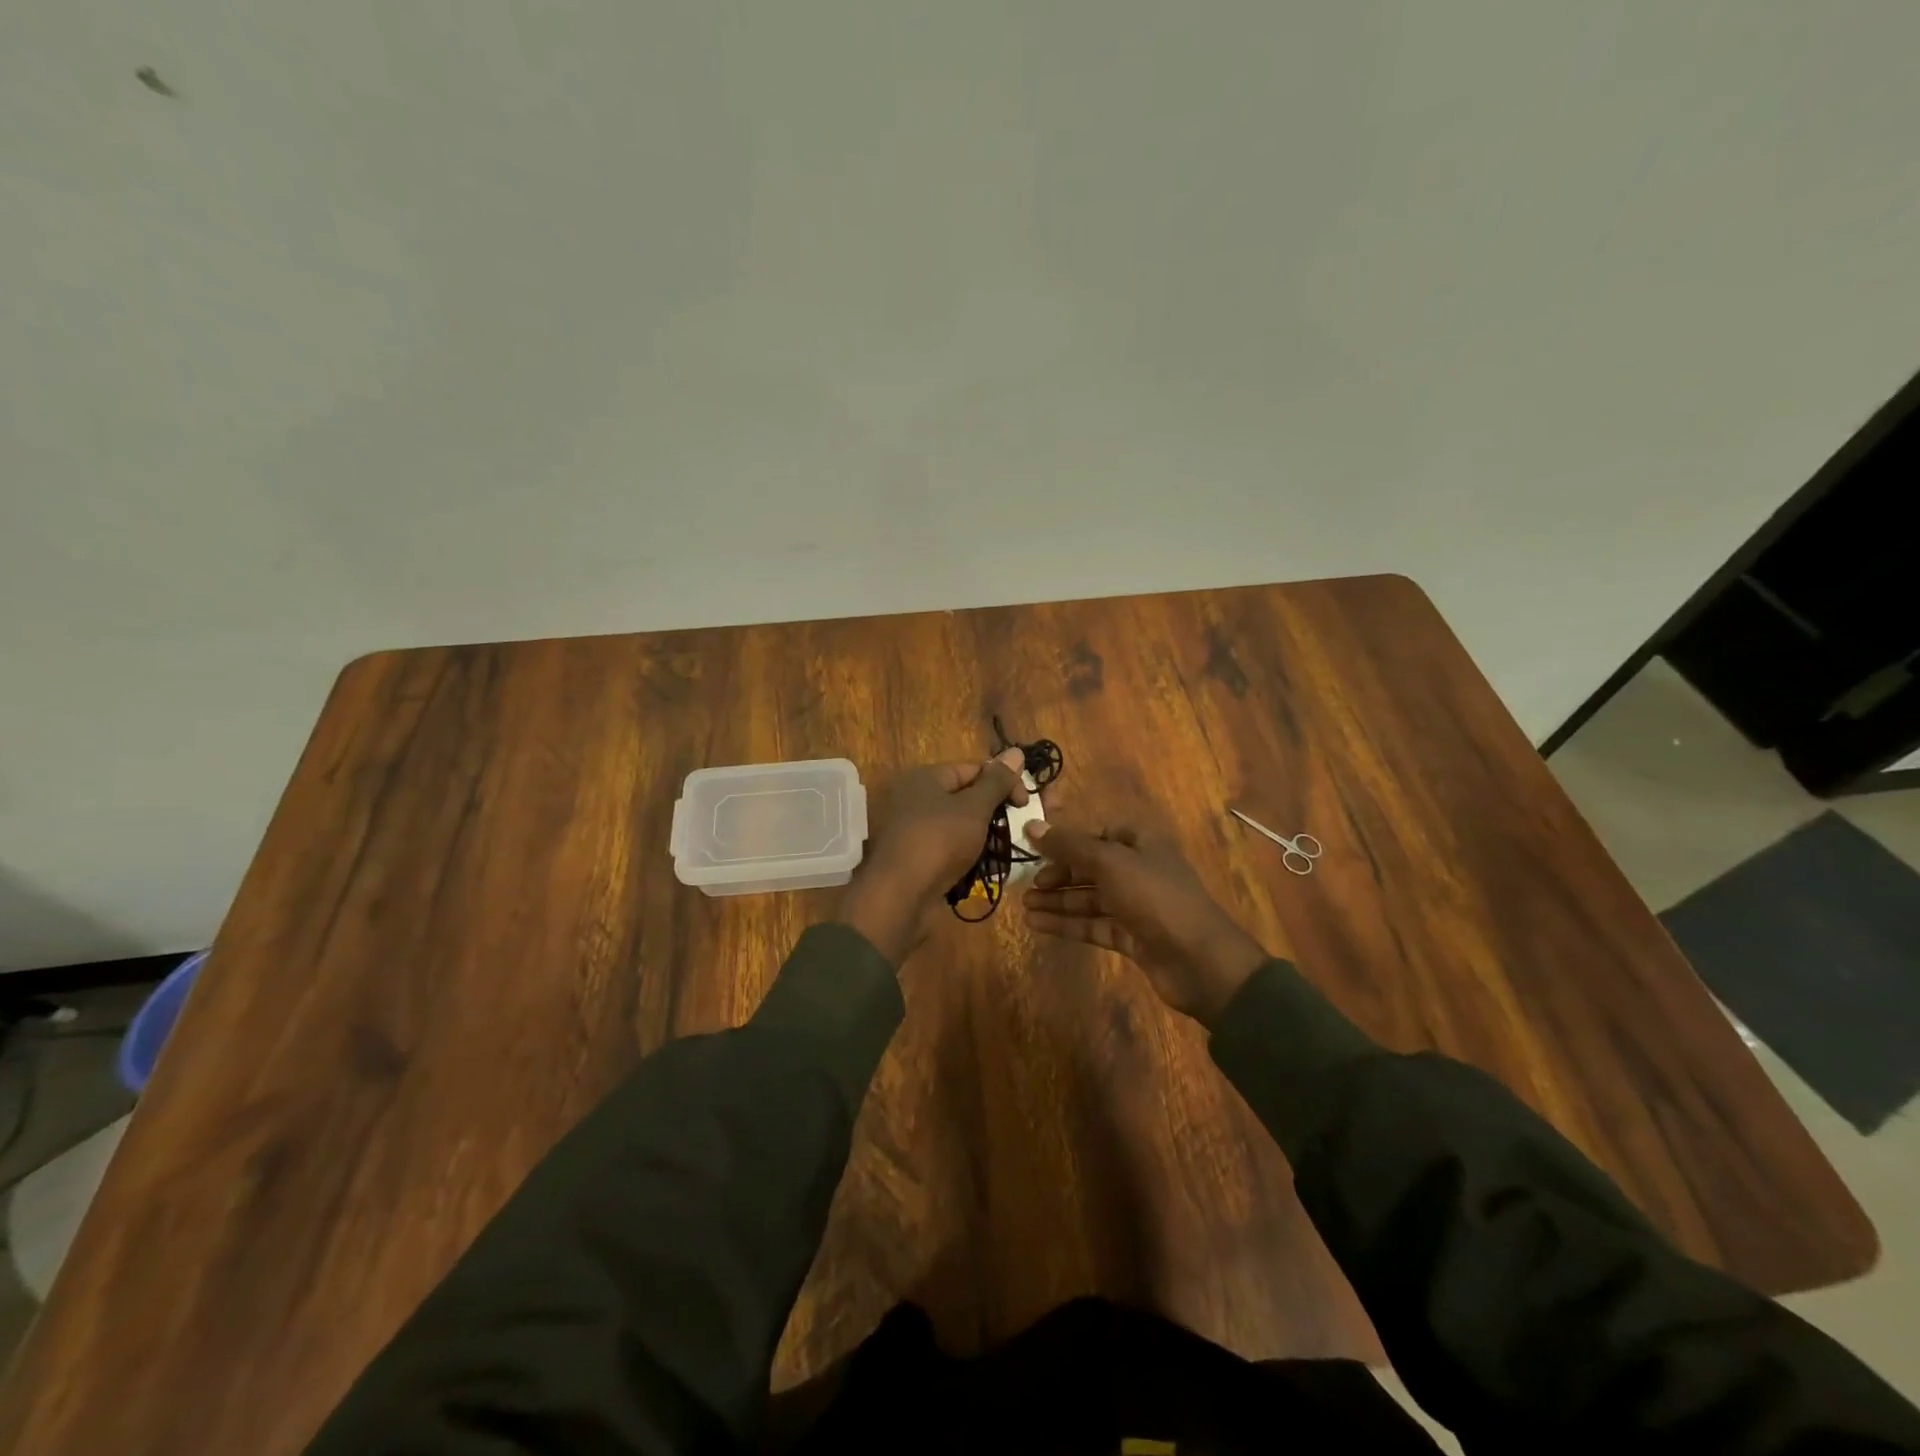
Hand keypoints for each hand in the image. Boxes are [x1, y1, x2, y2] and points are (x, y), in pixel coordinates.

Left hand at [835, 749, 1028, 965]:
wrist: (899, 894)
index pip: (974, 769)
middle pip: (966, 797)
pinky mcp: (916, 856)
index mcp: (927, 777)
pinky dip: (966, 856)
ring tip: (1002, 853)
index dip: (1003, 782)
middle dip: (993, 813)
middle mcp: (916, 797)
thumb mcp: (974, 807)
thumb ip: (997, 782)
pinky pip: (948, 849)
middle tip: (1015, 830)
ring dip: (983, 837)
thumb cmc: (939, 840)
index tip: (1025, 805)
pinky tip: (984, 869)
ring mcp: (914, 829)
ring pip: (959, 826)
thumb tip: (1017, 751)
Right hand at [1023, 818, 1270, 1027]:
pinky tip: (1038, 924)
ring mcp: (1137, 906)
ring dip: (1058, 901)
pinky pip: (1094, 925)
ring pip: (1091, 898)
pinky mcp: (1133, 937)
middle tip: (1029, 885)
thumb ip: (1068, 845)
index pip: (1100, 834)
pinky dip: (1068, 924)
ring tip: (1024, 906)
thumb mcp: (1108, 862)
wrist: (1198, 960)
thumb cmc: (1154, 897)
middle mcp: (1140, 870)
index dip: (1070, 841)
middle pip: (1092, 867)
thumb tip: (1031, 826)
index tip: (1039, 850)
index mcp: (1142, 843)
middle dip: (1059, 874)